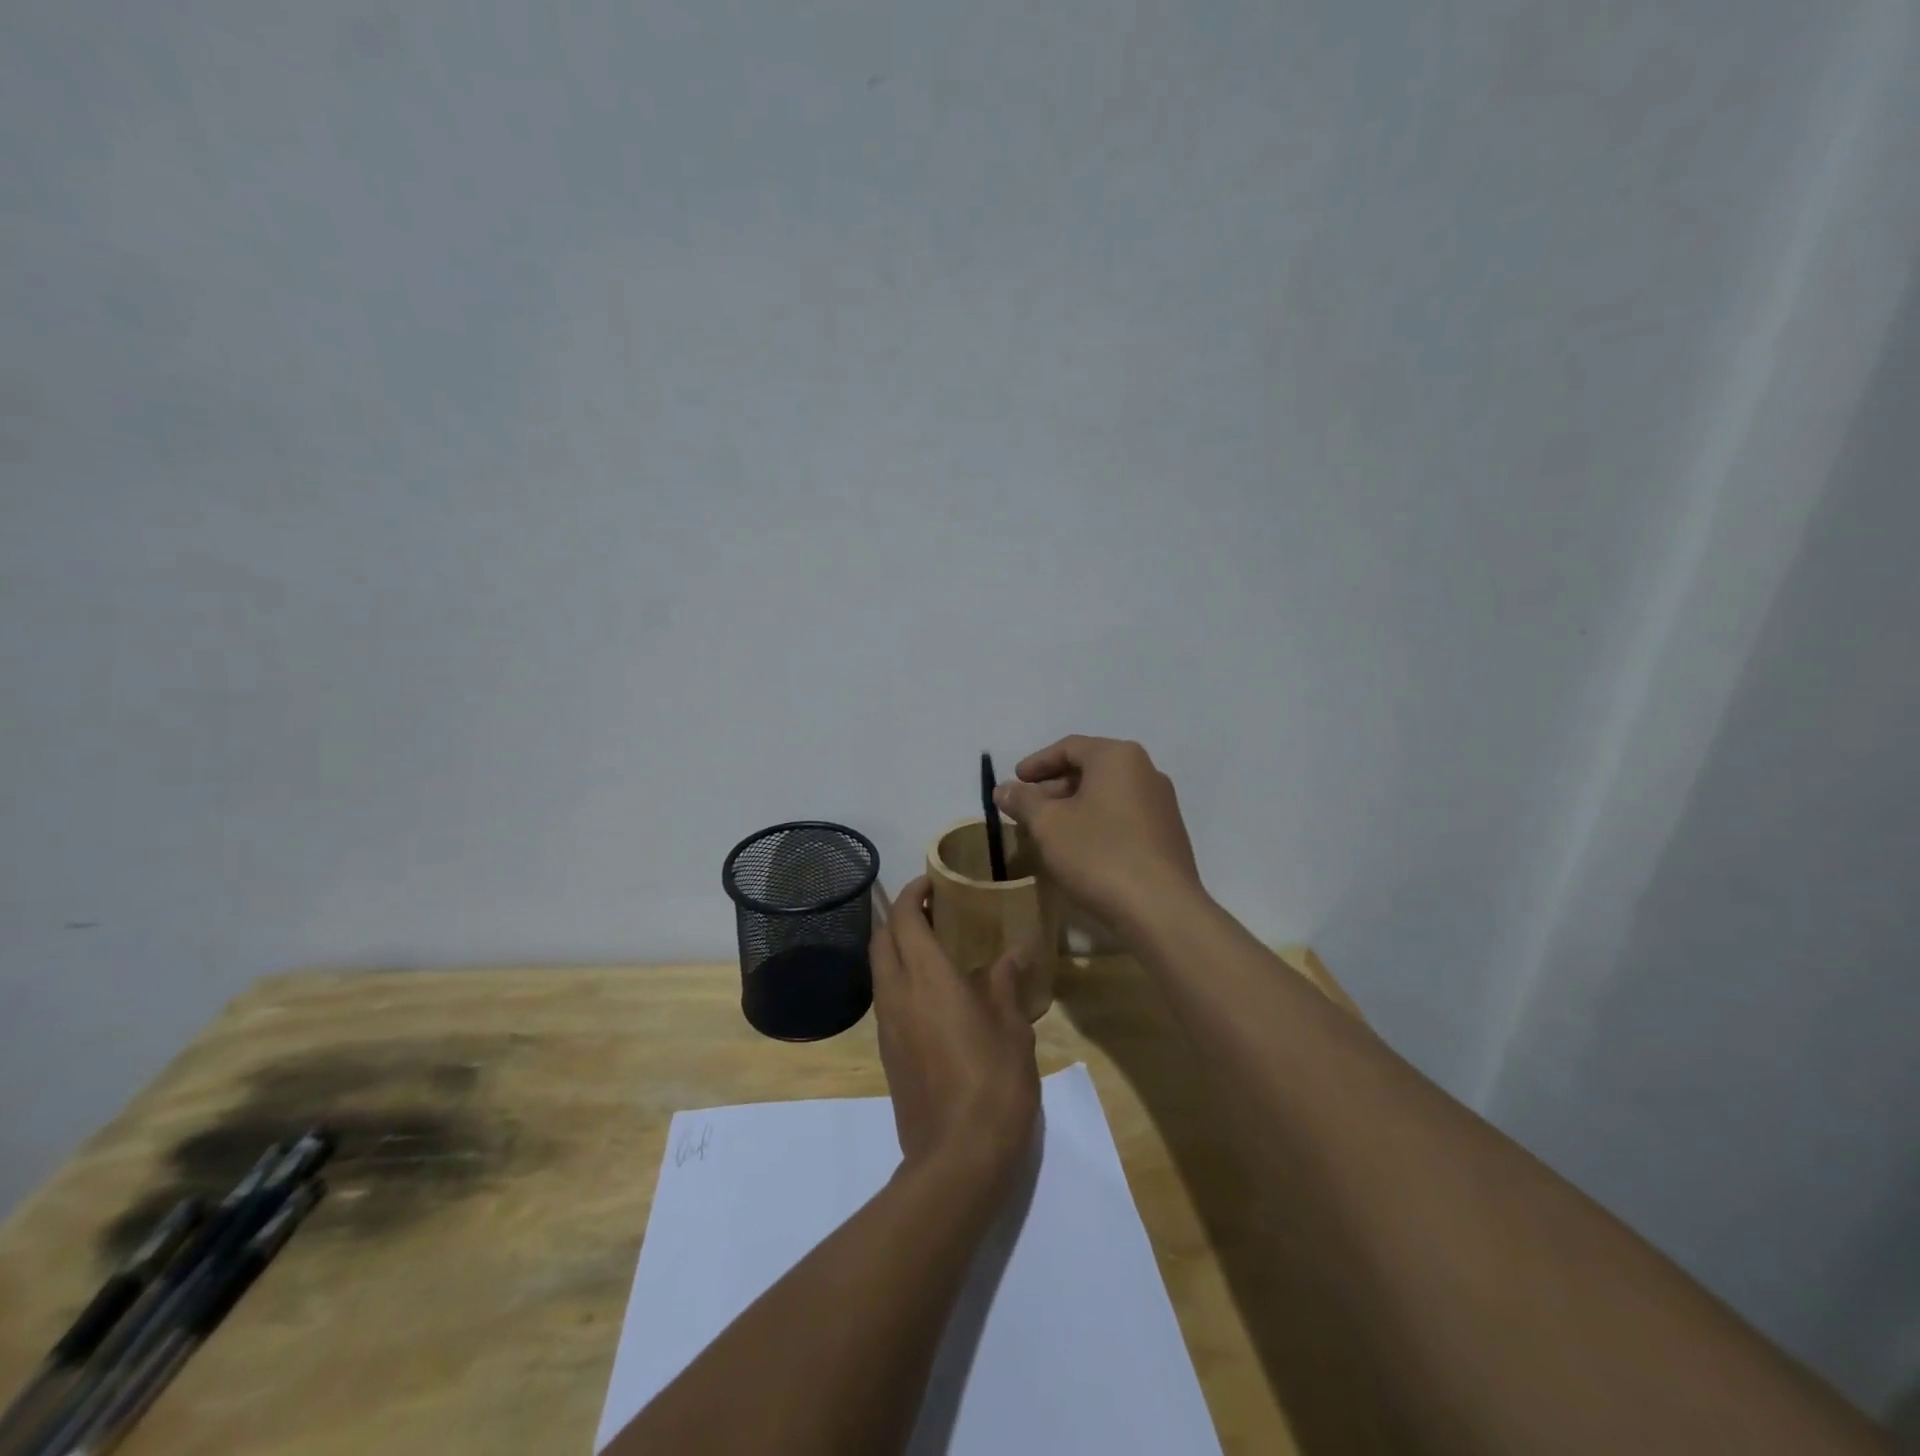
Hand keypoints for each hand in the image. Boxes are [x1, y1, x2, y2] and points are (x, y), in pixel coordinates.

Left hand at [870, 877, 1039, 1186]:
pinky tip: (934, 991)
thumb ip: (1006, 984)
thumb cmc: (994, 1083)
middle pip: (882, 939)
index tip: (931, 882)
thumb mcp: (1012, 1028)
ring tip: (936, 946)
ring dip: (897, 947)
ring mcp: (887, 1025)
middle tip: (934, 910)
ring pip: (879, 969)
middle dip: (900, 916)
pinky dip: (900, 978)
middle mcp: (898, 994)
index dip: (913, 895)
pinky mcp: (888, 1052)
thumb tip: (1013, 952)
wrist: (957, 1159)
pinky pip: (886, 998)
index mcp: (927, 979)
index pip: (906, 920)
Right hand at [993, 736, 1203, 929]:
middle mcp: (1145, 771)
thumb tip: (1004, 788)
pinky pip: (1123, 816)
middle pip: (1090, 769)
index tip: (1014, 781)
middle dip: (1054, 787)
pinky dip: (1096, 822)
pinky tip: (1079, 848)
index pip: (1068, 747)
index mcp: (1117, 757)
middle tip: (1026, 808)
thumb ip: (1023, 801)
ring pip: (1107, 794)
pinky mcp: (1167, 834)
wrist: (1161, 909)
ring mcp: (1161, 804)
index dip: (1036, 763)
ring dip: (1074, 807)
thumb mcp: (1048, 825)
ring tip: (1048, 830)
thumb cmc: (1098, 854)